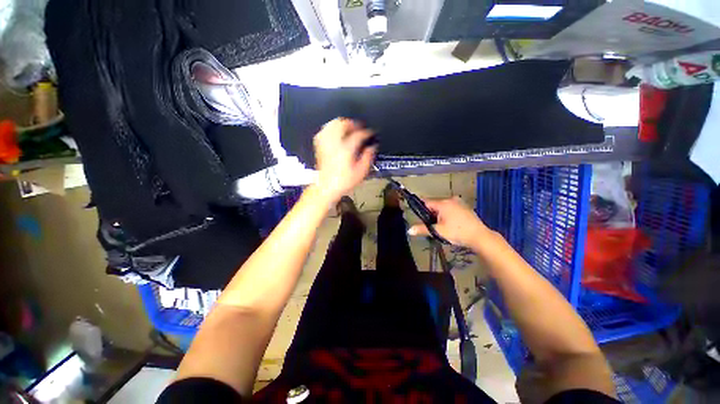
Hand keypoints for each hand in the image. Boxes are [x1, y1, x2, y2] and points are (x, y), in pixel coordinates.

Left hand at [313, 118, 376, 202]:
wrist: (327, 187)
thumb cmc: (344, 181)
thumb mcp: (361, 172)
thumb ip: (368, 157)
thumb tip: (372, 147)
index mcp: (346, 150)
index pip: (358, 135)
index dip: (366, 132)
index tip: (370, 133)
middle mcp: (335, 144)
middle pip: (342, 124)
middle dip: (352, 123)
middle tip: (359, 128)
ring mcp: (326, 144)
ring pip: (331, 125)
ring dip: (341, 124)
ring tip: (348, 128)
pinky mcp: (320, 147)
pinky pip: (324, 131)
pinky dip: (330, 129)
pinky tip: (335, 133)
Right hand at [408, 197, 492, 246]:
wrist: (480, 237)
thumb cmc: (457, 233)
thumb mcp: (438, 231)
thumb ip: (423, 229)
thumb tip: (409, 230)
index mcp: (443, 203)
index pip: (426, 202)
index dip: (420, 208)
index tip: (418, 216)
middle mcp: (450, 200)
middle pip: (435, 204)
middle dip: (431, 214)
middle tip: (431, 225)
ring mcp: (459, 203)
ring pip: (443, 207)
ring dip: (439, 214)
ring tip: (441, 226)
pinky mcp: (465, 208)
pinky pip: (451, 208)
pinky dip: (447, 214)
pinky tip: (451, 224)